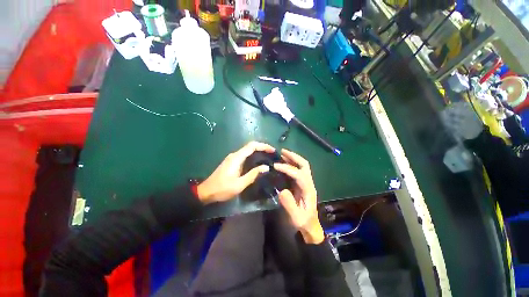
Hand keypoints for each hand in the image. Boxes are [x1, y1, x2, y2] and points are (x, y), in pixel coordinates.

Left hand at [197, 142, 274, 203]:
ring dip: (258, 151)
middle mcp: (234, 155)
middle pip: (250, 146)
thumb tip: (266, 167)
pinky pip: (244, 155)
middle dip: (262, 147)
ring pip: (247, 150)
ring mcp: (232, 158)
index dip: (263, 146)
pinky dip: (253, 156)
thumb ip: (253, 174)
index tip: (272, 150)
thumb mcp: (240, 184)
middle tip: (272, 154)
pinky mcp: (232, 162)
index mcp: (237, 158)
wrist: (206, 192)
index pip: (252, 146)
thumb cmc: (222, 189)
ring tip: (268, 157)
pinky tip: (258, 162)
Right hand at [273, 149, 324, 244]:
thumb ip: (290, 205)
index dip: (287, 169)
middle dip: (294, 157)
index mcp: (308, 190)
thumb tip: (281, 190)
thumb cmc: (303, 222)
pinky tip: (283, 163)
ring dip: (293, 158)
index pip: (299, 175)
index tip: (276, 166)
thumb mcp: (296, 218)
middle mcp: (309, 183)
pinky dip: (291, 164)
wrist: (310, 226)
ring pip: (302, 166)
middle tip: (282, 151)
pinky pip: (297, 170)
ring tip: (282, 153)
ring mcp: (306, 183)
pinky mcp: (301, 184)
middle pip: (304, 165)